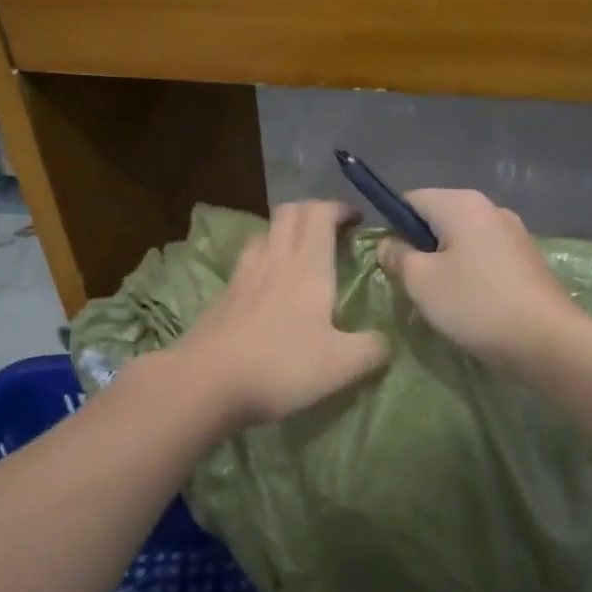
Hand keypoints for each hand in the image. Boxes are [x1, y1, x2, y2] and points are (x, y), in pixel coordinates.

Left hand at [168, 200, 388, 431]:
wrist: (206, 382)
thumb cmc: (281, 366)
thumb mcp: (342, 365)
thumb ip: (372, 349)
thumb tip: (386, 342)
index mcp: (308, 265)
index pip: (320, 213)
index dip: (339, 208)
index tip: (356, 221)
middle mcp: (274, 259)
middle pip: (289, 212)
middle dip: (312, 212)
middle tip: (331, 232)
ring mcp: (242, 275)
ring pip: (265, 234)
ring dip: (285, 234)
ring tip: (300, 257)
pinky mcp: (222, 296)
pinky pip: (247, 262)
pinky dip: (263, 262)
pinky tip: (269, 290)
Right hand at [376, 188, 584, 368]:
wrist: (546, 341)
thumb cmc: (475, 304)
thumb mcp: (420, 281)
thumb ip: (397, 256)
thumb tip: (389, 244)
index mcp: (462, 204)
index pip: (411, 200)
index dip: (392, 227)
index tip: (390, 262)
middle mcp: (491, 208)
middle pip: (438, 219)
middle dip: (419, 248)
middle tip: (410, 286)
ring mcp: (514, 234)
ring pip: (462, 241)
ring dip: (444, 265)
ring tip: (439, 301)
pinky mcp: (527, 261)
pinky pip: (484, 258)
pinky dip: (469, 275)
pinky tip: (468, 305)